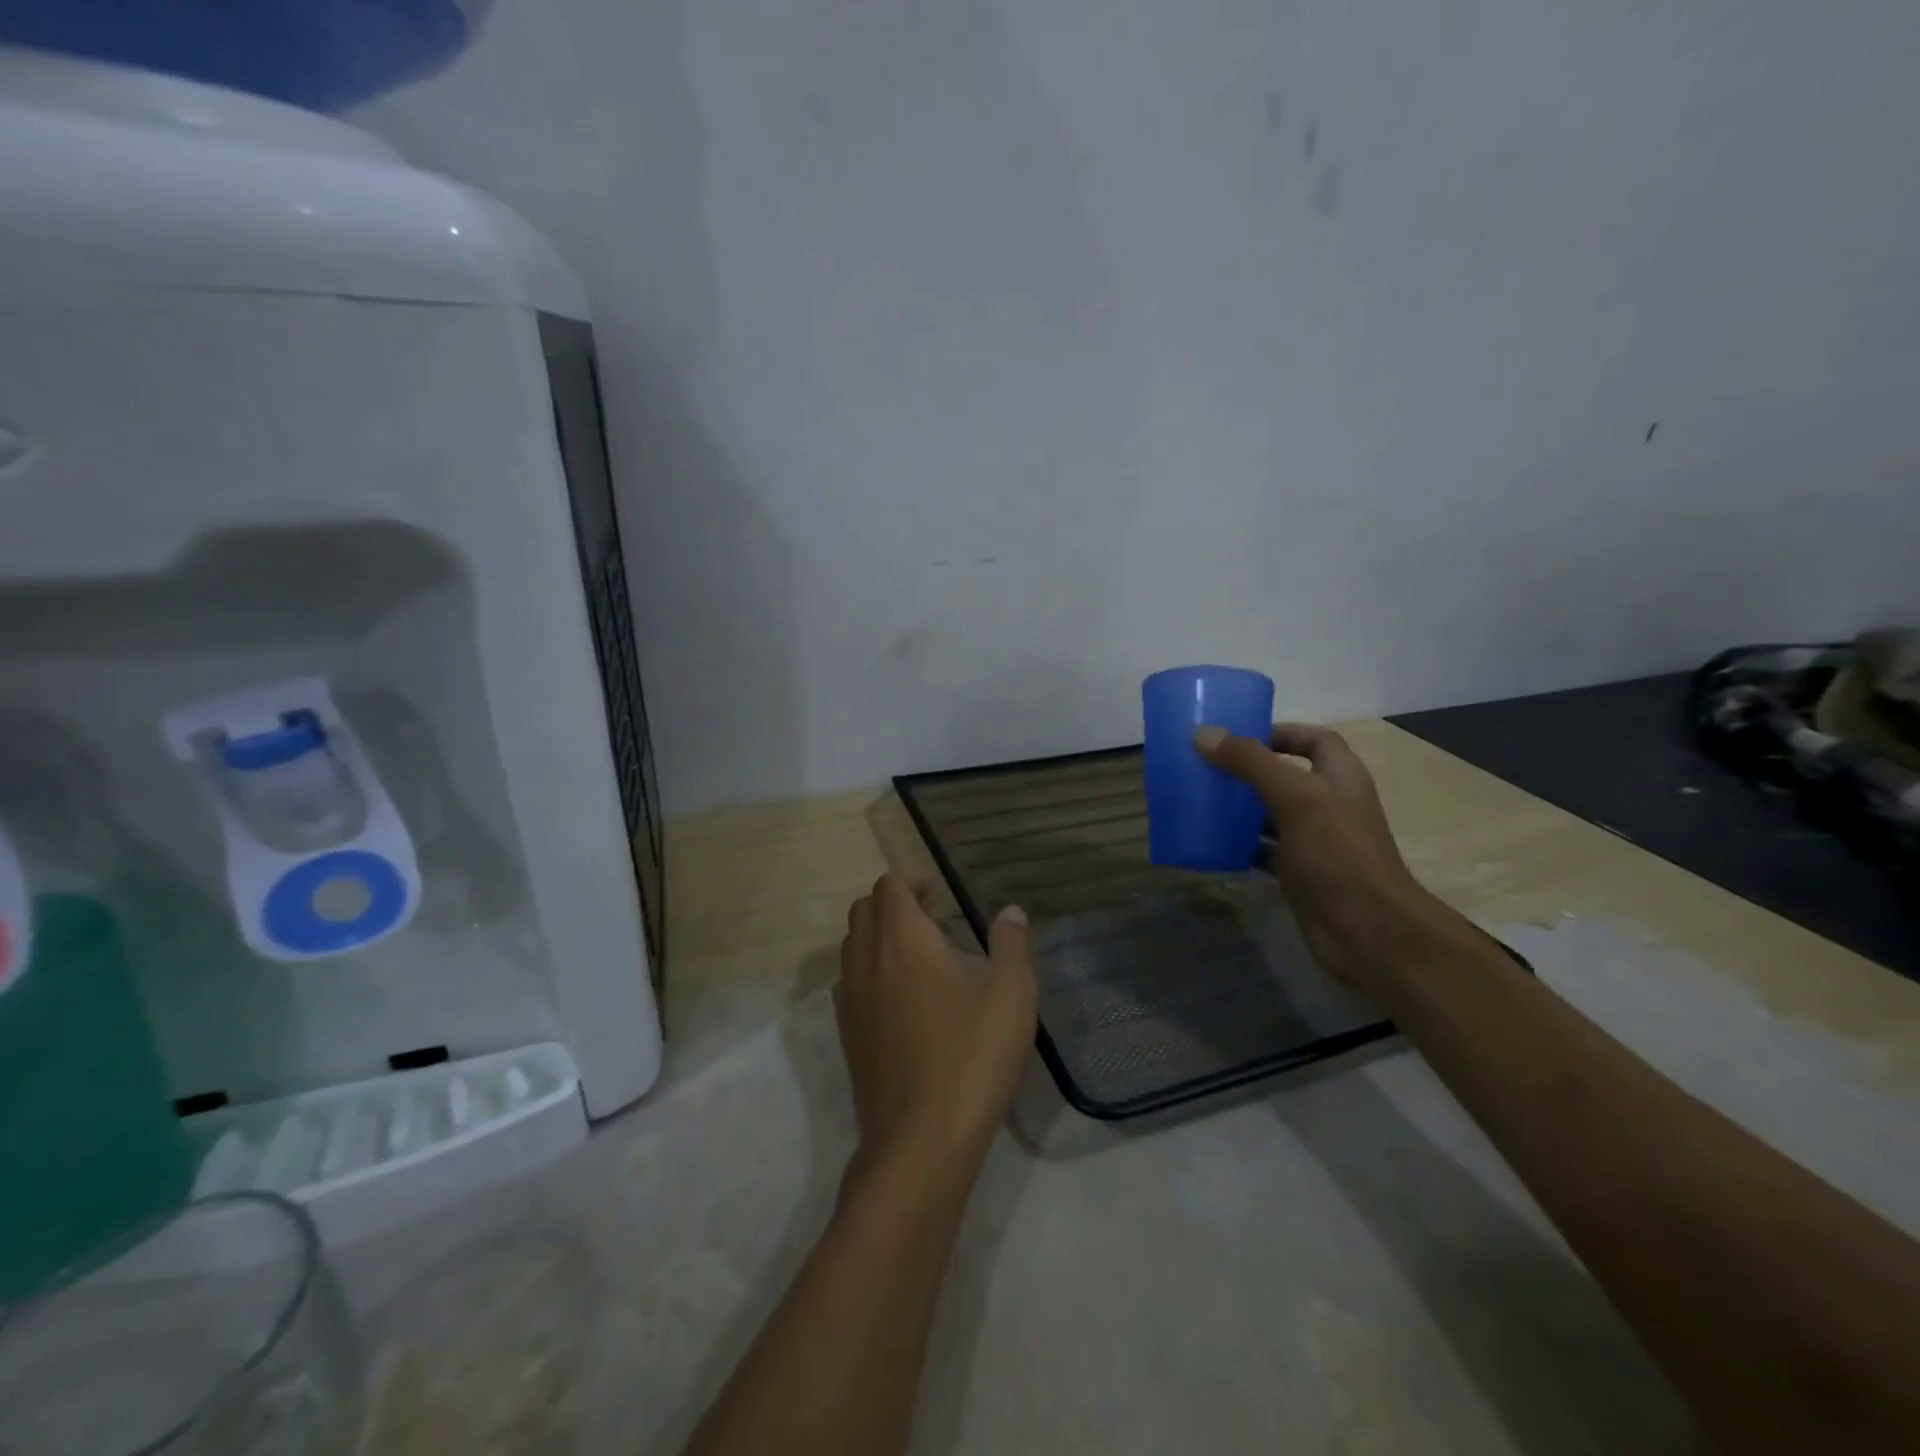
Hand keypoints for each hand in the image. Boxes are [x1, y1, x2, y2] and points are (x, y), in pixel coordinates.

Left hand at [835, 875, 1036, 1183]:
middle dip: (892, 903)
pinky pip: (848, 982)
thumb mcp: (1011, 996)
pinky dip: (868, 970)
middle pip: (863, 910)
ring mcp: (850, 1000)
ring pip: (851, 946)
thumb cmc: (971, 1057)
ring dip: (877, 936)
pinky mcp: (847, 1035)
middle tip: (930, 918)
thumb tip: (1010, 912)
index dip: (911, 881)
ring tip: (916, 955)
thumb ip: (1011, 945)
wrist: (919, 1141)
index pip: (889, 886)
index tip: (938, 894)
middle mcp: (867, 960)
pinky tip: (900, 999)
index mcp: (903, 939)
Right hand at [1193, 722, 1448, 992]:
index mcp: (1339, 777)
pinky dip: (1240, 844)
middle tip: (1207, 767)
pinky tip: (1212, 842)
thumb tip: (1204, 734)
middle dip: (1249, 770)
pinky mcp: (1299, 872)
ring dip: (1240, 808)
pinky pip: (1264, 850)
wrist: (1366, 929)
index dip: (1281, 732)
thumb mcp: (1294, 796)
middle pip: (1287, 775)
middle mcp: (1329, 804)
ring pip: (1271, 813)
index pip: (1314, 739)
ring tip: (1201, 800)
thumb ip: (1250, 762)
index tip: (1238, 736)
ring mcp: (1315, 840)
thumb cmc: (1337, 852)